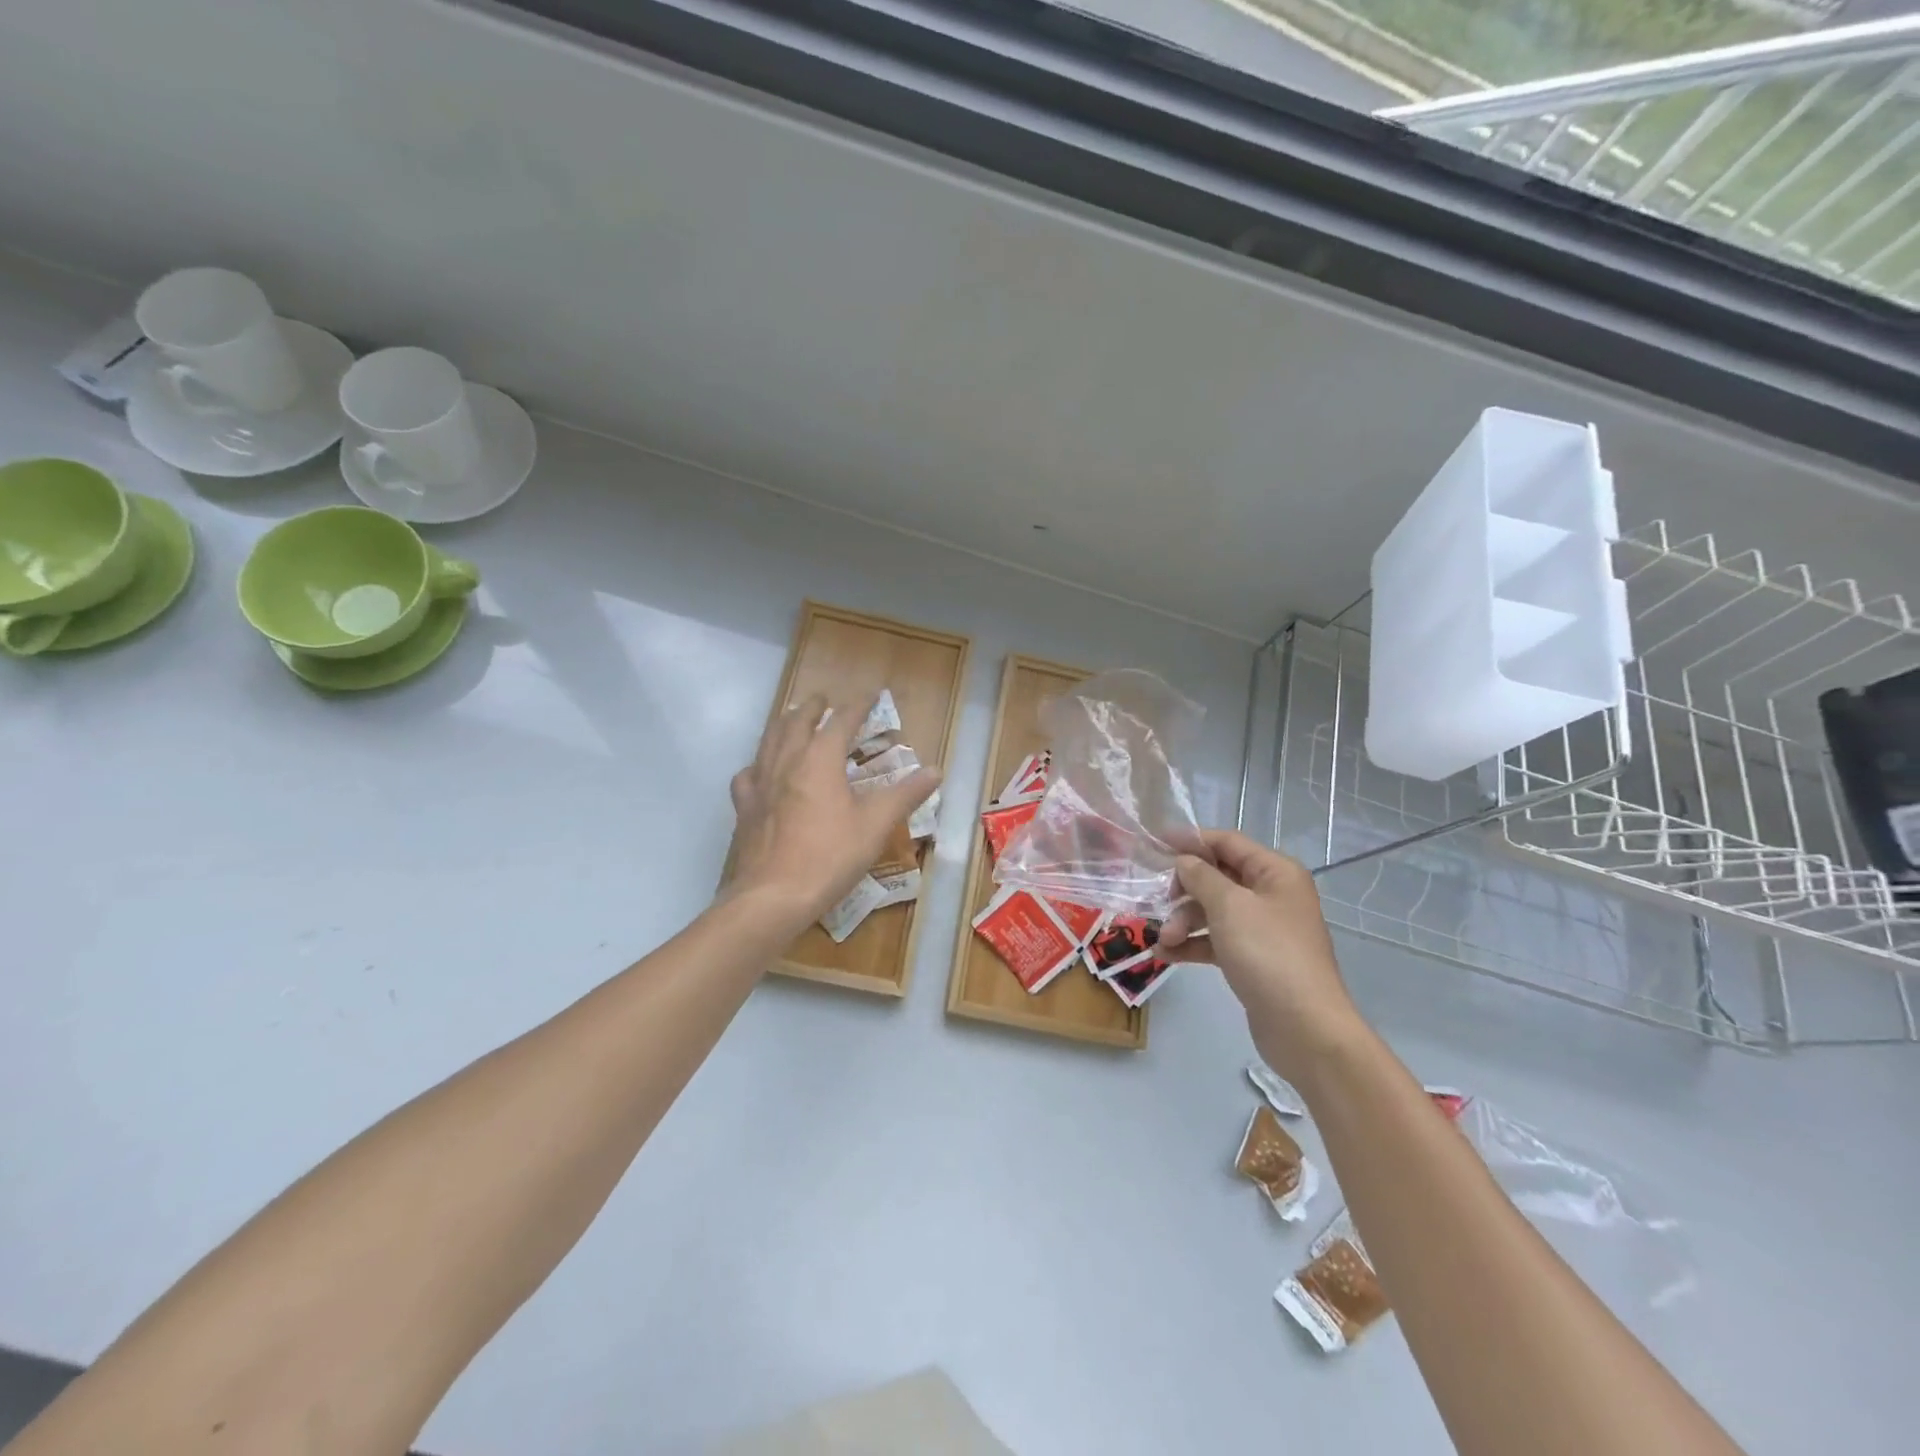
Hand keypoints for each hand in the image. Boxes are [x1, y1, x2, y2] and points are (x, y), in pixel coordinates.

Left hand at [727, 692, 940, 923]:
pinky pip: (749, 773)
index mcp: (820, 759)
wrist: (772, 896)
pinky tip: (762, 771)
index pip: (841, 721)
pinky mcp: (744, 807)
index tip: (870, 695)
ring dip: (784, 724)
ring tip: (792, 720)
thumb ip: (905, 794)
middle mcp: (786, 761)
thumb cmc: (830, 856)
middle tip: (824, 699)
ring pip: (769, 740)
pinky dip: (759, 763)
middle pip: (798, 722)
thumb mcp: (876, 825)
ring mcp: (760, 783)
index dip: (858, 706)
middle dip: (813, 708)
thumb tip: (935, 771)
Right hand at [1156, 830, 1364, 1076]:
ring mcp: (1263, 928)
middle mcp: (1271, 894)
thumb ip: (1201, 876)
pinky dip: (1192, 944)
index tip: (1154, 842)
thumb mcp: (1229, 906)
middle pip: (1217, 877)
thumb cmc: (1268, 954)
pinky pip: (1216, 940)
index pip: (1227, 842)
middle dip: (1184, 890)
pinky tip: (1166, 955)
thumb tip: (1183, 860)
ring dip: (1183, 921)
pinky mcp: (1253, 958)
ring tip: (1164, 940)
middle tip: (1159, 902)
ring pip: (1213, 910)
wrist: (1304, 1028)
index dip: (1191, 840)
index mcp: (1275, 872)